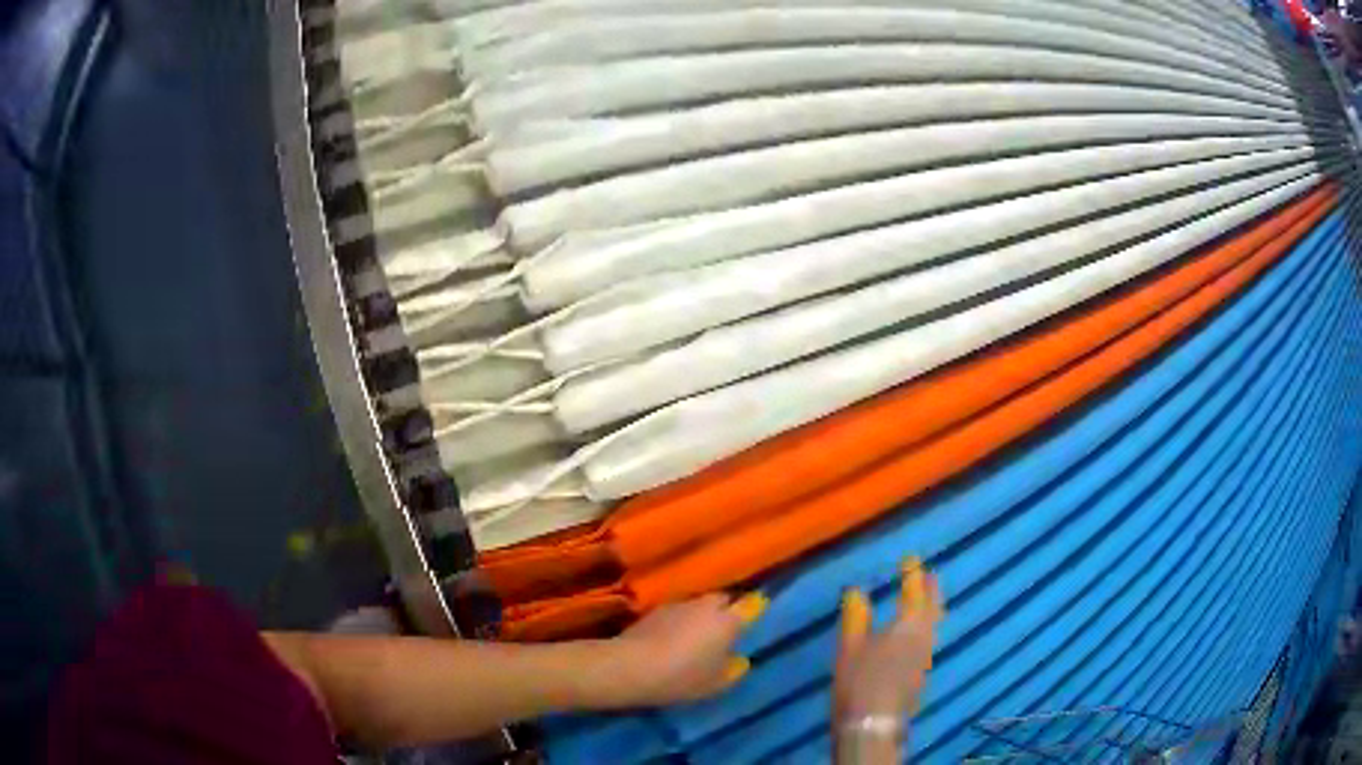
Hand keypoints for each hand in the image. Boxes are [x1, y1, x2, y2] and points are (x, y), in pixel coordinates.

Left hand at [609, 592, 765, 706]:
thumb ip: (733, 669)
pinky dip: (679, 621)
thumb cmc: (683, 676)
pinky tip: (673, 637)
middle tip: (724, 630)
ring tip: (697, 635)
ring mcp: (678, 604)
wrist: (632, 666)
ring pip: (697, 604)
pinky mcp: (653, 610)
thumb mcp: (716, 683)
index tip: (756, 613)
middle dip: (725, 610)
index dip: (754, 608)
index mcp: (728, 620)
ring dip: (700, 615)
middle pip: (722, 600)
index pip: (750, 605)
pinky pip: (677, 612)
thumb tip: (738, 659)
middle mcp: (705, 605)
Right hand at [834, 559, 943, 719]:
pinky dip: (927, 626)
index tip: (911, 559)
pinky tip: (918, 631)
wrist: (873, 722)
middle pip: (933, 608)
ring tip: (927, 598)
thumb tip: (856, 590)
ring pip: (934, 624)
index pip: (914, 593)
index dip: (913, 575)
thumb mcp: (850, 646)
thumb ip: (855, 616)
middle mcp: (923, 637)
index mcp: (907, 626)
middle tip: (930, 575)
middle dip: (931, 590)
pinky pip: (929, 638)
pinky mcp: (921, 672)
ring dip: (932, 607)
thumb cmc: (859, 679)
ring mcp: (925, 656)